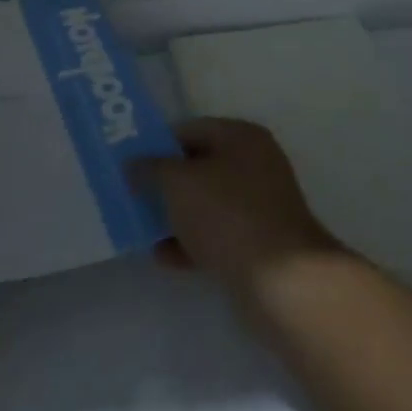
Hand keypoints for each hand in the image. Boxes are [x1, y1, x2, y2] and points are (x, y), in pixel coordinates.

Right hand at [131, 118, 341, 292]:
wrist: (281, 280)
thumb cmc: (227, 214)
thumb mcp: (178, 184)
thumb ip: (151, 169)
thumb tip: (134, 164)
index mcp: (241, 136)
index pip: (190, 129)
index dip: (158, 145)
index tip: (130, 164)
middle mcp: (255, 164)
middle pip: (199, 166)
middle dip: (166, 183)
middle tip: (132, 197)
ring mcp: (260, 205)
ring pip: (207, 203)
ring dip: (176, 216)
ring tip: (143, 230)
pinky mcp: (260, 243)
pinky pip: (218, 234)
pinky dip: (192, 242)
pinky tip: (165, 257)